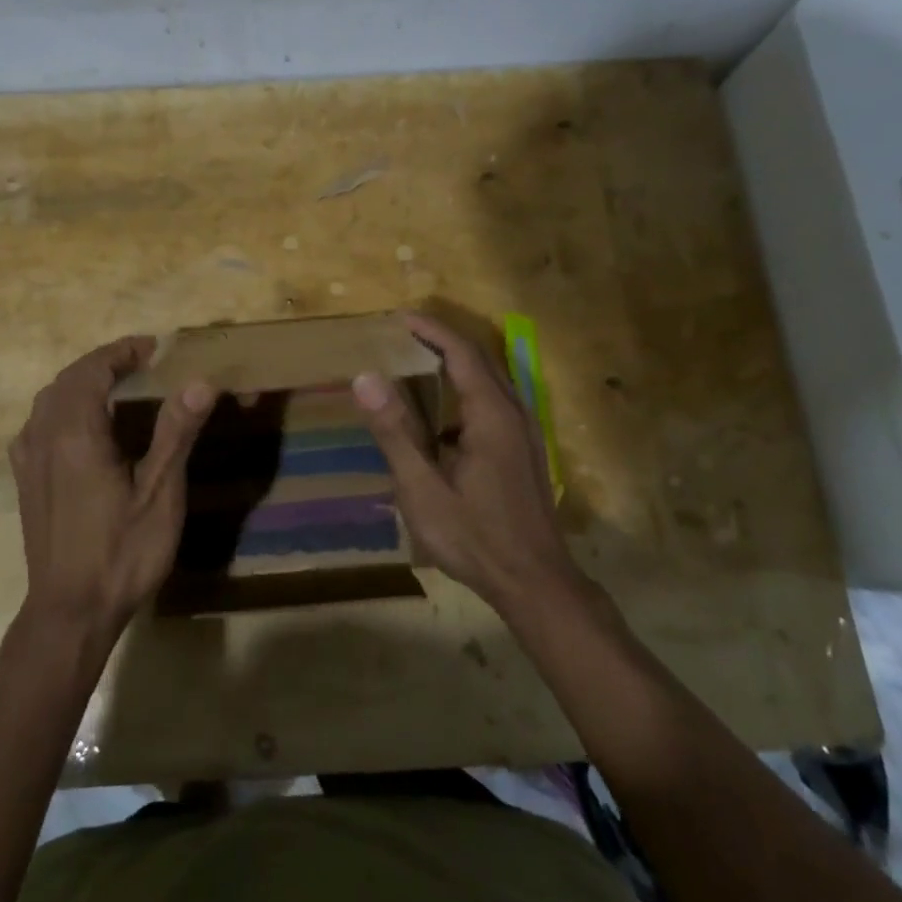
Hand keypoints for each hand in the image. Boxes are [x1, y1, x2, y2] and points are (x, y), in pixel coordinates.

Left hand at [9, 337, 216, 642]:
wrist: (70, 612)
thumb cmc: (121, 552)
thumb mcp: (160, 493)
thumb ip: (175, 432)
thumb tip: (200, 381)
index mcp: (75, 432)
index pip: (92, 369)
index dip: (122, 351)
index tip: (154, 349)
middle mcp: (43, 436)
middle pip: (68, 379)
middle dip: (103, 363)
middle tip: (142, 364)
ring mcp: (28, 459)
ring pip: (49, 400)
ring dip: (80, 383)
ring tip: (116, 387)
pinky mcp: (25, 481)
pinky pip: (38, 425)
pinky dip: (61, 408)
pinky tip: (79, 428)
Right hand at [353, 313, 592, 617]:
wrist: (536, 583)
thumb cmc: (475, 536)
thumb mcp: (422, 488)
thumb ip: (395, 431)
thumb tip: (365, 378)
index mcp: (492, 415)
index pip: (461, 353)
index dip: (431, 330)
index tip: (399, 317)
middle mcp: (515, 413)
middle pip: (481, 360)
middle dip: (442, 341)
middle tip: (403, 335)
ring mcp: (526, 433)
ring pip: (491, 380)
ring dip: (457, 364)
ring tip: (418, 362)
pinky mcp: (527, 452)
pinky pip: (496, 402)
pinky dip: (467, 389)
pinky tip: (444, 414)